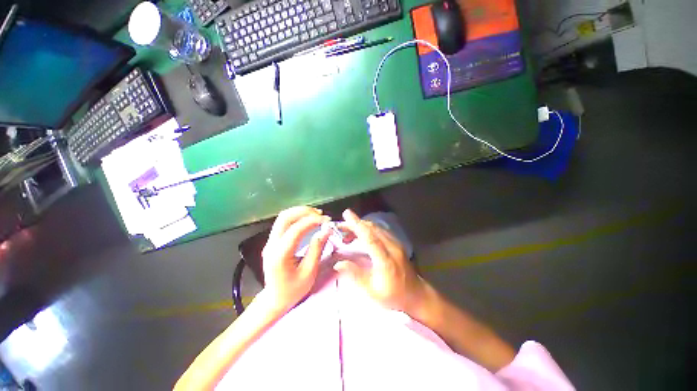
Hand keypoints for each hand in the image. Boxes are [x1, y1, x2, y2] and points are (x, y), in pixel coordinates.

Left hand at [261, 206, 331, 311]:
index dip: (313, 221)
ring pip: (283, 217)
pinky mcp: (273, 241)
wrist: (275, 299)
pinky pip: (284, 223)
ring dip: (300, 212)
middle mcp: (271, 244)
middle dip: (304, 211)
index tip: (327, 220)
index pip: (296, 229)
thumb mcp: (309, 272)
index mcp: (280, 254)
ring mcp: (270, 241)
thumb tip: (326, 230)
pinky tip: (308, 220)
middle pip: (285, 217)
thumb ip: (317, 249)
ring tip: (316, 215)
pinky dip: (297, 217)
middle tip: (320, 214)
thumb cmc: (293, 290)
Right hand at [334, 209, 426, 313]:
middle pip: (373, 229)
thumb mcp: (372, 292)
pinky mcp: (397, 243)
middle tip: (342, 223)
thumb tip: (338, 264)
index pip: (370, 238)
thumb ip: (355, 276)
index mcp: (386, 260)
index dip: (357, 226)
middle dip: (356, 223)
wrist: (417, 295)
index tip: (347, 215)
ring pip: (377, 228)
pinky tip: (362, 231)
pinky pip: (381, 230)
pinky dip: (369, 228)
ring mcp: (396, 244)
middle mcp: (392, 247)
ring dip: (362, 225)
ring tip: (348, 227)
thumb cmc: (394, 296)